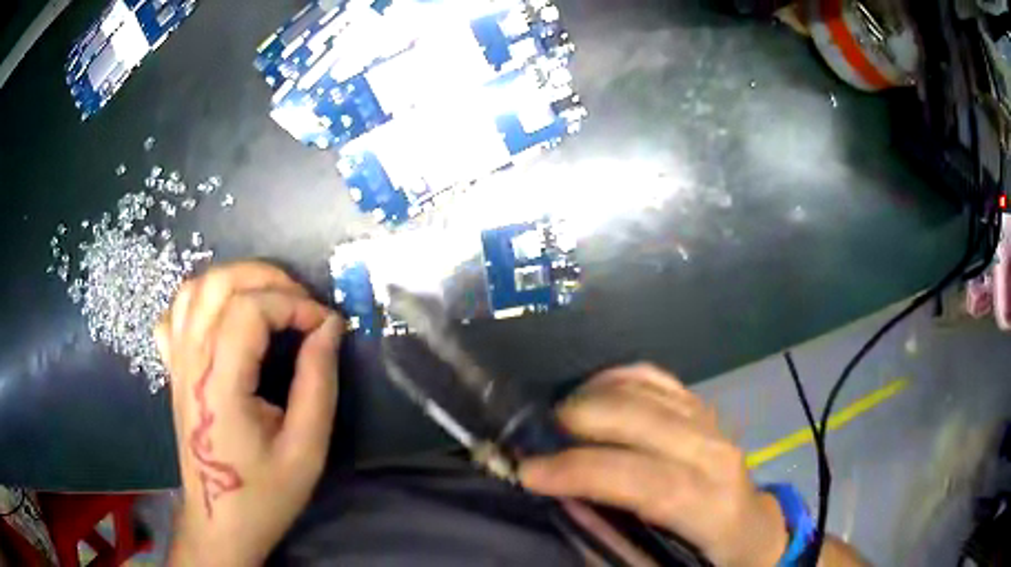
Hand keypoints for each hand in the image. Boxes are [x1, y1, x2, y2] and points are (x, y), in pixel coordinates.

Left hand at [156, 262, 343, 565]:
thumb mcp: (306, 449)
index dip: (294, 304)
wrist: (219, 522)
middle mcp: (191, 362)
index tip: (326, 325)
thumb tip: (329, 328)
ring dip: (235, 280)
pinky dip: (201, 300)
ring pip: (194, 288)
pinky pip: (175, 314)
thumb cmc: (264, 493)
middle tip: (301, 302)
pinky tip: (222, 317)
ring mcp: (176, 363)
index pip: (250, 309)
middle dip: (267, 278)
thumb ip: (318, 382)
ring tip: (268, 300)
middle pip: (218, 283)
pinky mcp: (173, 370)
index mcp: (220, 384)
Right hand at [519, 364, 787, 566]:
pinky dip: (617, 377)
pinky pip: (656, 378)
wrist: (751, 529)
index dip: (585, 472)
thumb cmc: (709, 558)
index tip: (530, 472)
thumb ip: (614, 544)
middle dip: (582, 422)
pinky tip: (590, 391)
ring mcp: (711, 423)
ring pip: (647, 392)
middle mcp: (716, 455)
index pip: (647, 481)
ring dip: (593, 397)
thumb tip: (568, 503)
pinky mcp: (701, 409)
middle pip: (646, 421)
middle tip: (536, 439)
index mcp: (712, 507)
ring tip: (555, 420)